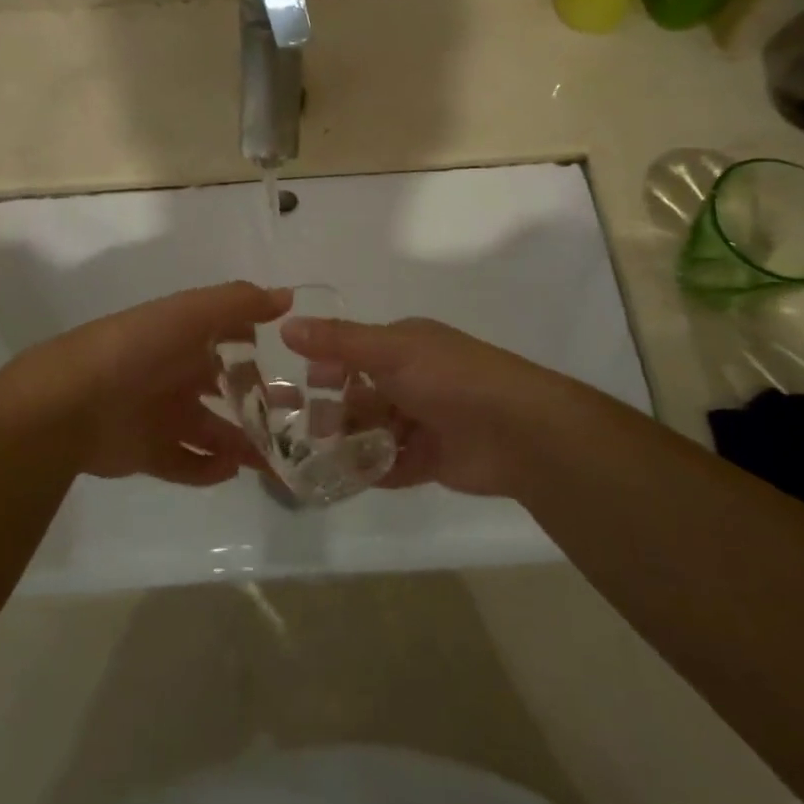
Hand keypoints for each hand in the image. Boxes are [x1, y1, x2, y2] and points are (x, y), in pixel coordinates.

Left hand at [0, 282, 288, 485]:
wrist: (70, 404)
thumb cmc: (137, 350)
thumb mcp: (190, 313)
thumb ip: (239, 302)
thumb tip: (288, 296)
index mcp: (182, 337)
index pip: (229, 336)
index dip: (259, 344)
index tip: (296, 357)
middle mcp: (174, 373)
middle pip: (225, 387)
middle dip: (259, 400)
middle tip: (298, 416)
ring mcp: (161, 414)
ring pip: (212, 430)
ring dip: (243, 442)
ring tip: (276, 456)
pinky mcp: (148, 453)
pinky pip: (187, 463)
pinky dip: (210, 469)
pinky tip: (234, 470)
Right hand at [280, 317, 588, 496]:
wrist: (518, 432)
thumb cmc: (450, 378)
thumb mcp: (391, 350)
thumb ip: (338, 341)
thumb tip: (286, 325)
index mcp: (404, 347)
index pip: (354, 352)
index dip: (325, 366)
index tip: (297, 384)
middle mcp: (411, 380)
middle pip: (360, 394)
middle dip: (332, 410)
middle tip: (302, 429)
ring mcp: (422, 421)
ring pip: (372, 430)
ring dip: (347, 442)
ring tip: (318, 457)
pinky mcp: (431, 459)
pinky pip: (391, 464)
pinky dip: (370, 470)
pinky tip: (345, 478)